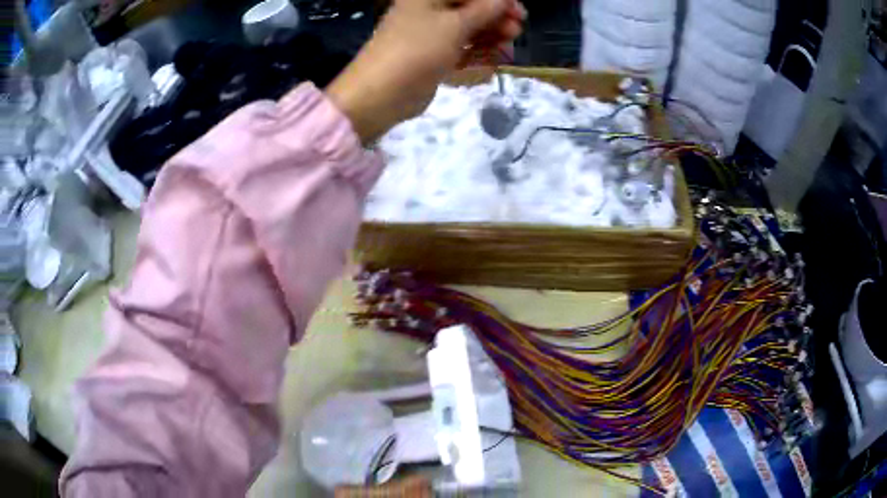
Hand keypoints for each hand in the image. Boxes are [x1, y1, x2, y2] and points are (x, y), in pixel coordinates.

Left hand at [326, 0, 525, 143]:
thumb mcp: (455, 25)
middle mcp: (428, 11)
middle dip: (495, 17)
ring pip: (467, 29)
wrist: (381, 94)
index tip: (518, 11)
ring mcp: (430, 34)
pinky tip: (496, 57)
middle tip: (516, 30)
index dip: (495, 1)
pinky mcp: (432, 56)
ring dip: (490, 35)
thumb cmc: (417, 49)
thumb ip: (484, 10)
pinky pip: (460, 48)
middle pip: (469, 9)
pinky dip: (478, 51)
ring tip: (510, 44)